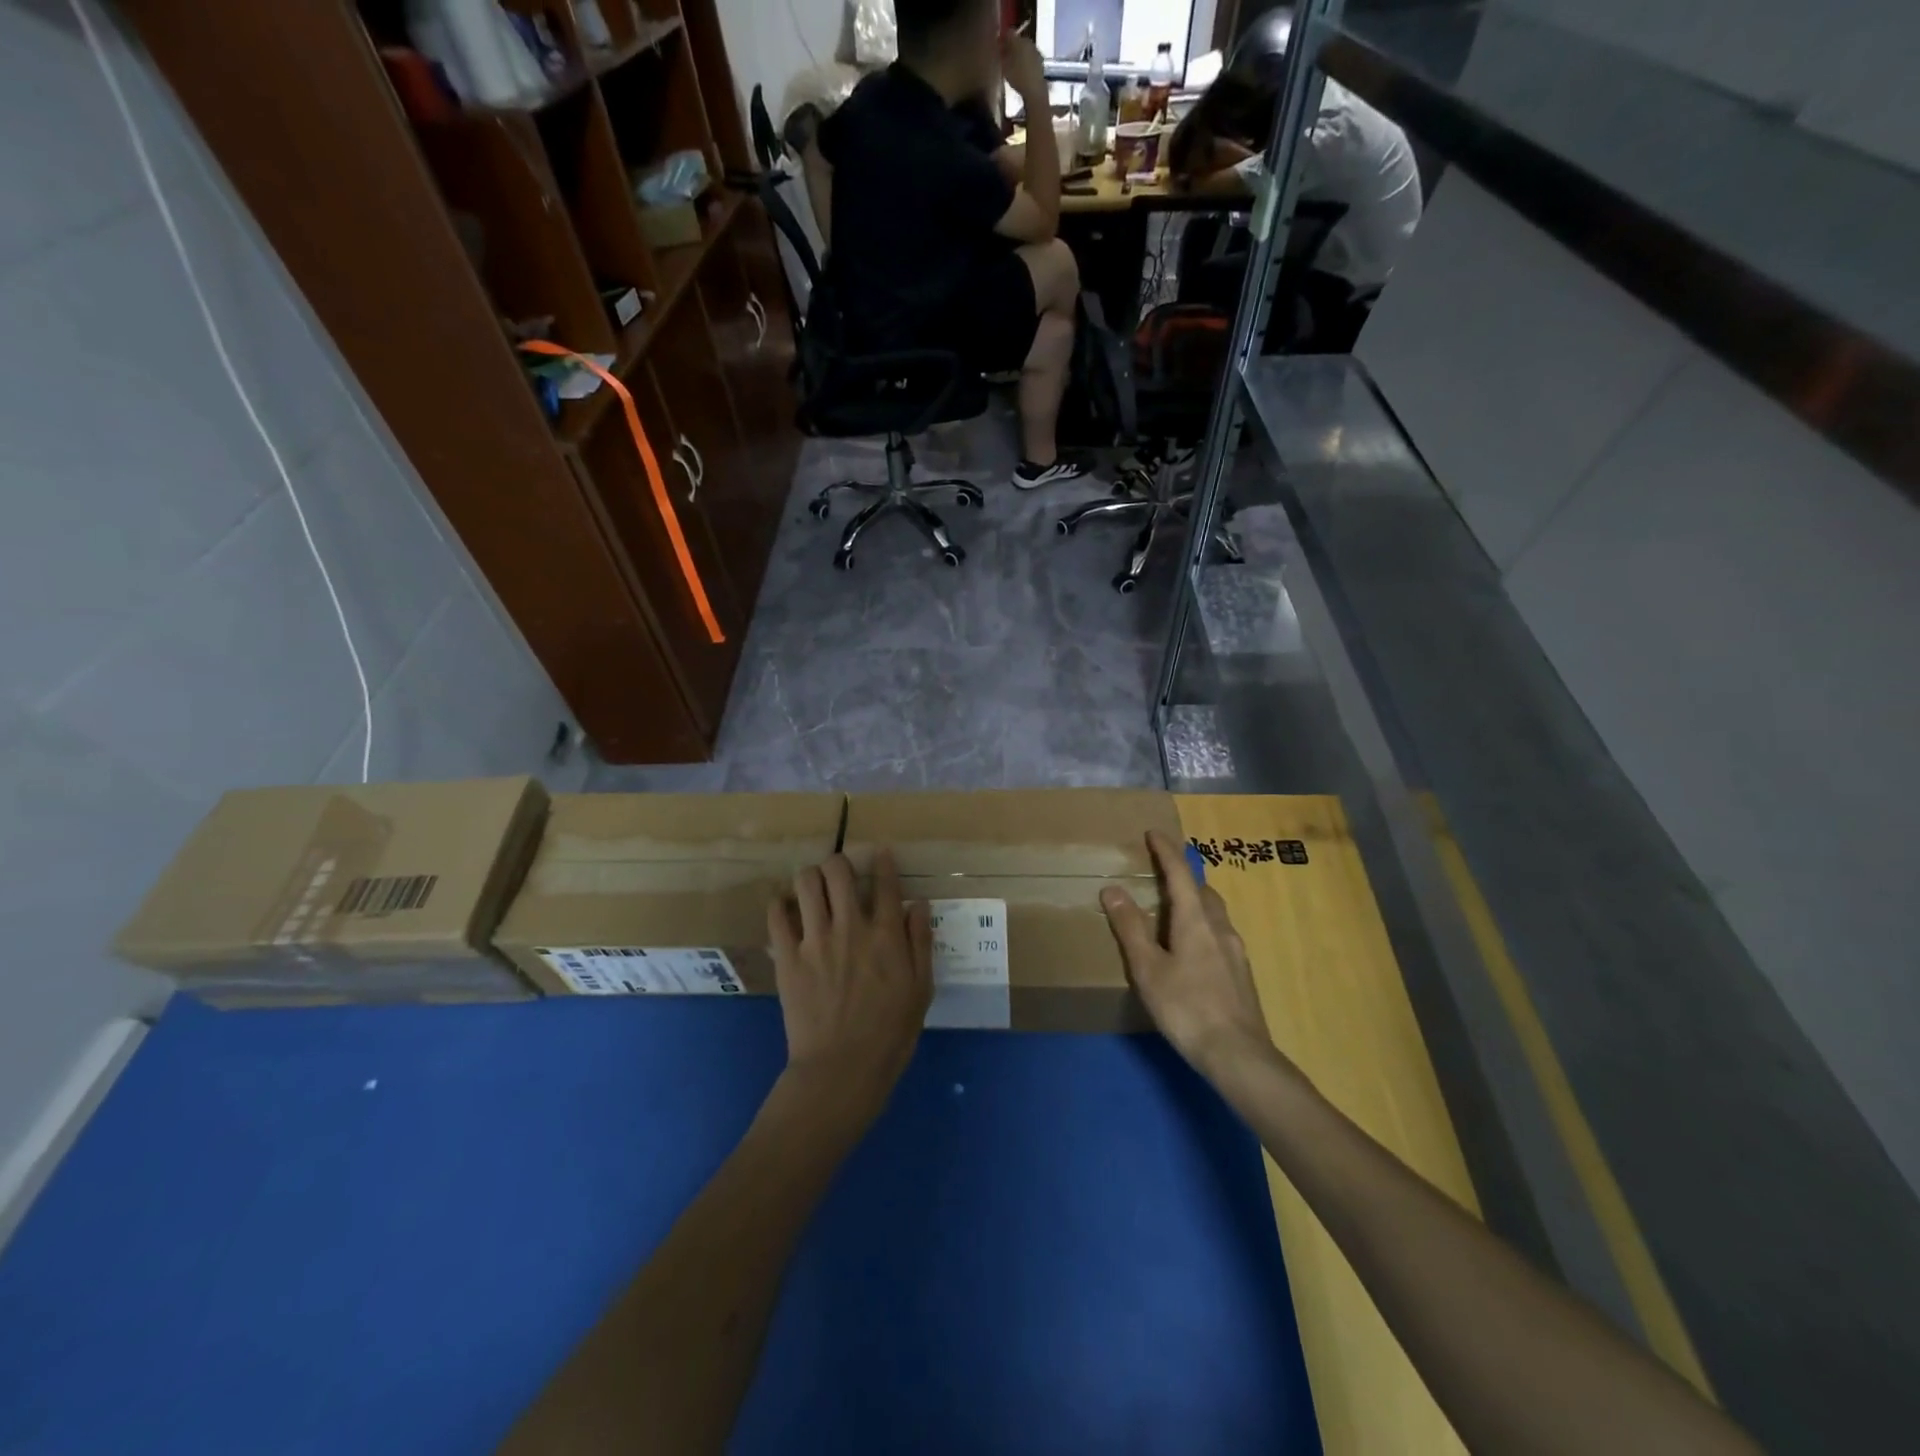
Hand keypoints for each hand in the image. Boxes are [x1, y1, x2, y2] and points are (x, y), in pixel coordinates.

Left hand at [767, 850, 931, 1119]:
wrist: (842, 1070)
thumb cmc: (890, 1034)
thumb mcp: (921, 990)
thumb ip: (920, 943)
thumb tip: (918, 904)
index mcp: (886, 935)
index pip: (885, 882)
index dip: (883, 861)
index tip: (880, 853)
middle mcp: (850, 927)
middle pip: (838, 870)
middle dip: (839, 862)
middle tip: (840, 873)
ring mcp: (815, 940)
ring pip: (805, 883)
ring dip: (810, 877)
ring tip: (812, 887)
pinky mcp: (787, 957)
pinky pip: (776, 915)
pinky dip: (780, 904)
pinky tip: (786, 908)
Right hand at [1000, 30, 1047, 102]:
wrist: (1035, 90)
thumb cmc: (1017, 77)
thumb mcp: (1005, 66)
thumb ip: (1002, 54)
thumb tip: (999, 46)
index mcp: (1018, 39)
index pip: (1009, 33)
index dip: (1003, 38)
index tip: (998, 45)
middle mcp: (1027, 40)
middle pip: (1018, 40)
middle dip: (1011, 46)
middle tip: (1005, 55)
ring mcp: (1035, 49)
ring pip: (1024, 47)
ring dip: (1019, 53)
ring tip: (1014, 64)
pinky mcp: (1040, 60)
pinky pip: (1030, 56)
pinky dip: (1025, 60)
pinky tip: (1022, 69)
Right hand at [1100, 830, 1274, 1076]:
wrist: (1238, 1055)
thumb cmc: (1186, 1008)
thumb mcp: (1148, 968)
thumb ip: (1130, 928)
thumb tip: (1112, 888)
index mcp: (1195, 920)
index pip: (1180, 874)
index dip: (1166, 851)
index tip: (1153, 833)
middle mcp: (1220, 928)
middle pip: (1202, 891)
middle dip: (1182, 878)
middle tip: (1159, 877)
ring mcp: (1235, 951)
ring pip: (1214, 913)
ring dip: (1194, 903)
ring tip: (1171, 914)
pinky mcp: (1241, 973)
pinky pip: (1219, 935)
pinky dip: (1202, 927)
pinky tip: (1190, 952)